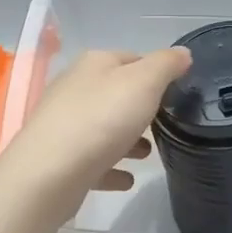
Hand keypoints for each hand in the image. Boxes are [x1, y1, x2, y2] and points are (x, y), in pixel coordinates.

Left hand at [0, 47, 192, 221]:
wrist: (49, 173)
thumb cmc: (102, 119)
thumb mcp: (144, 82)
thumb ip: (166, 65)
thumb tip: (182, 53)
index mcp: (94, 64)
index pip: (132, 58)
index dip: (156, 72)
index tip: (177, 91)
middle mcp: (75, 88)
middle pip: (116, 93)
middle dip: (141, 108)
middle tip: (166, 124)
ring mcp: (64, 124)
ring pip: (103, 127)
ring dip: (127, 138)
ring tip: (148, 154)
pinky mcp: (59, 159)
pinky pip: (93, 160)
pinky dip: (111, 166)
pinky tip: (127, 179)